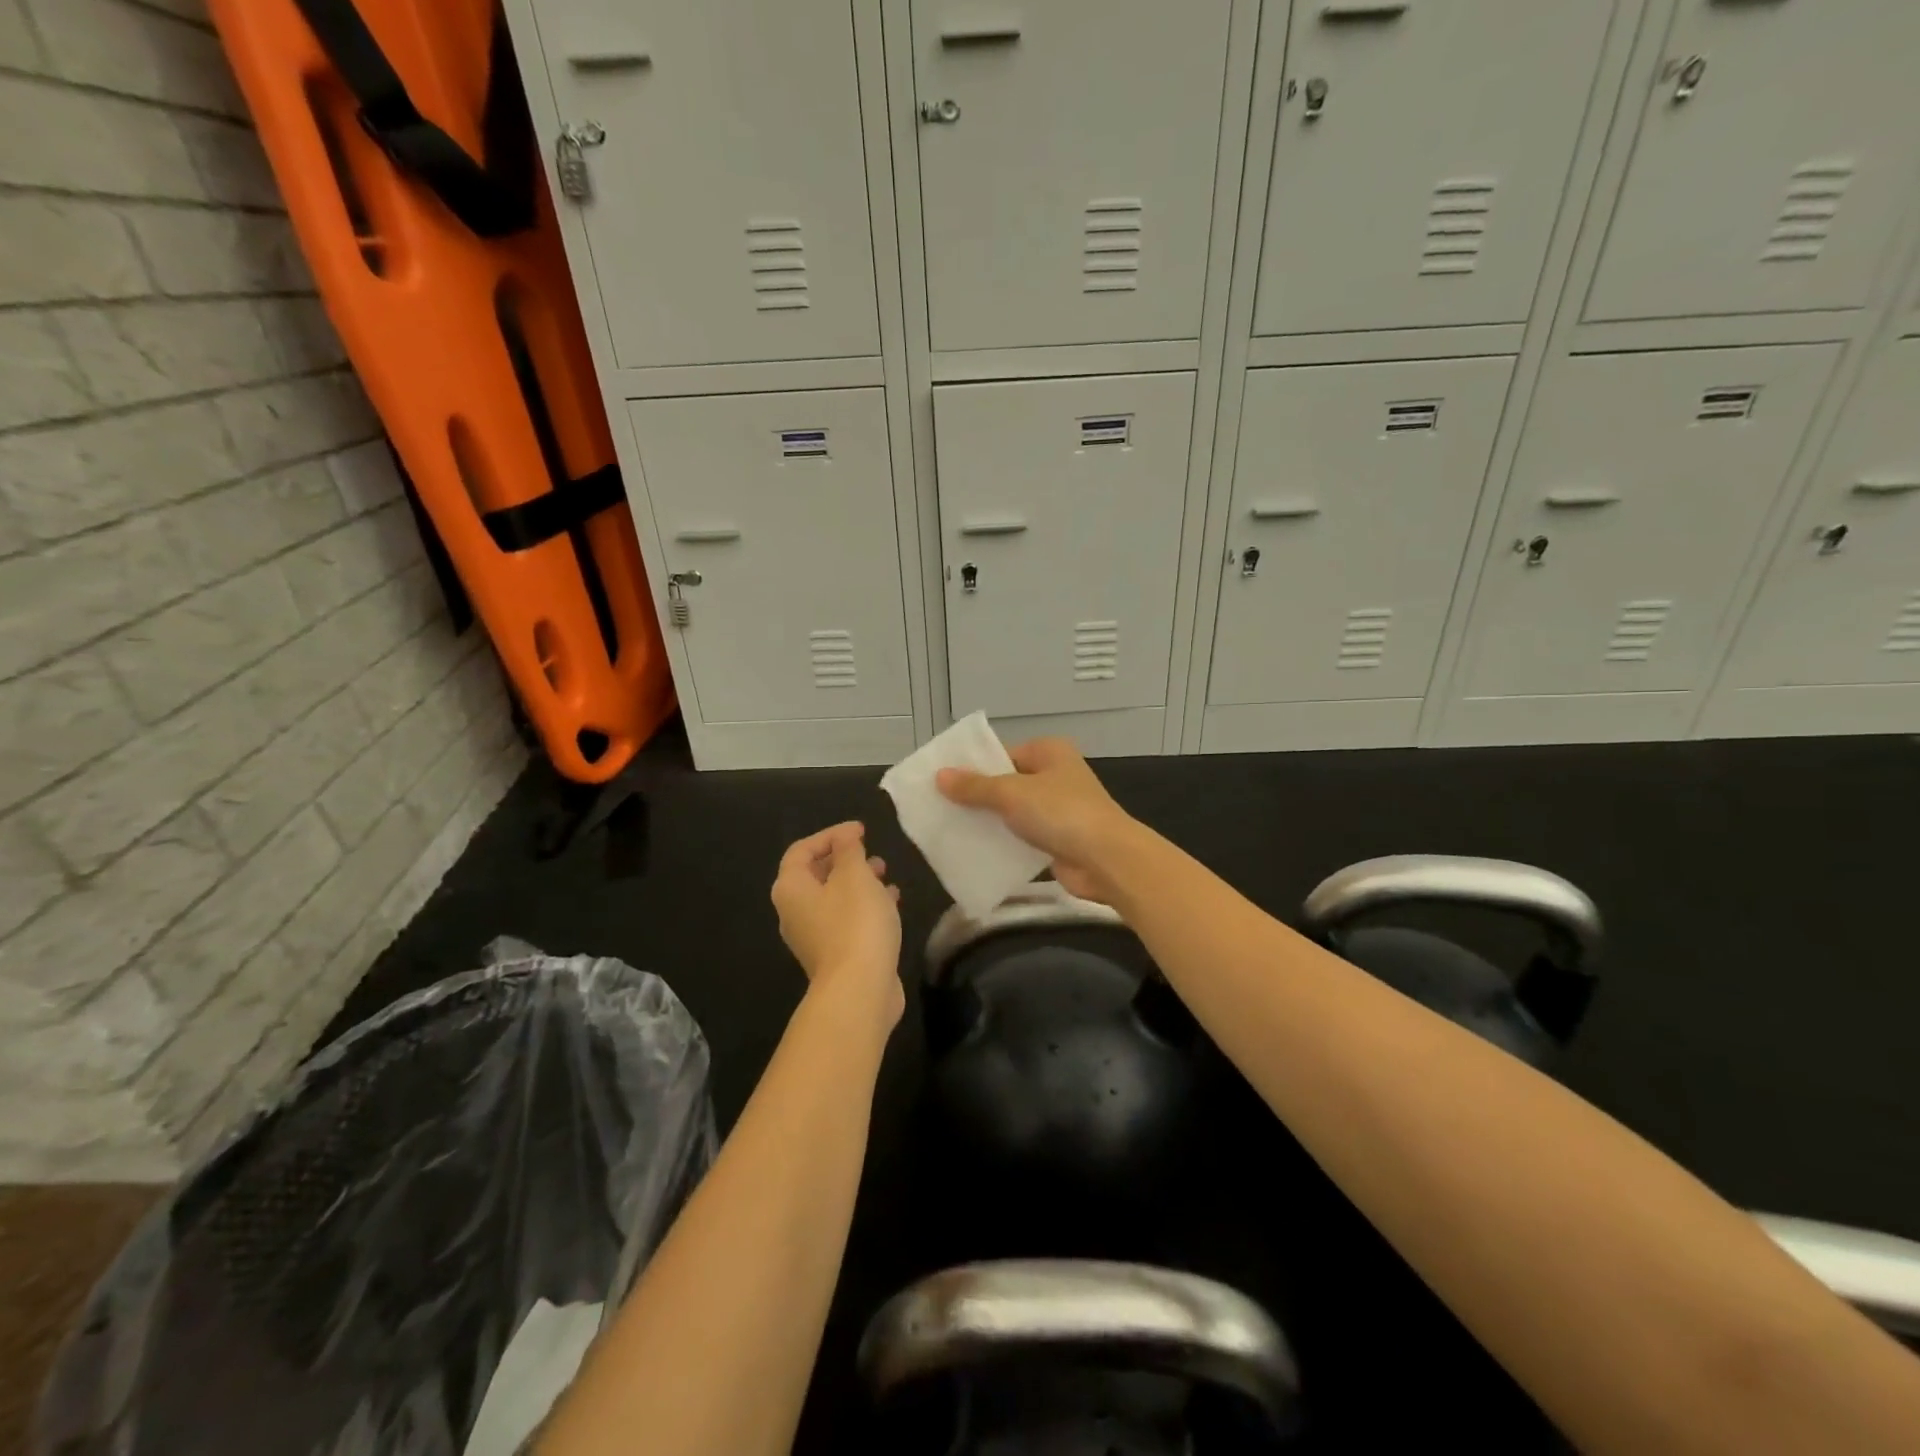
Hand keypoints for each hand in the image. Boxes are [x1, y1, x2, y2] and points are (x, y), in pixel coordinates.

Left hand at [771, 822, 903, 1026]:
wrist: (860, 989)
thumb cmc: (855, 923)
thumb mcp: (855, 875)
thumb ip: (849, 850)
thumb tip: (844, 837)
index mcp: (791, 889)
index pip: (801, 850)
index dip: (830, 835)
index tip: (861, 831)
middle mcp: (794, 912)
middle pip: (815, 875)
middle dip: (845, 859)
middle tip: (871, 853)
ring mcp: (813, 937)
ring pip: (834, 898)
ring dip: (858, 882)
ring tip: (885, 873)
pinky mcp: (834, 955)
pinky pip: (846, 919)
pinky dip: (865, 906)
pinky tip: (891, 902)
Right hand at [935, 738, 1139, 904]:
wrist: (1106, 860)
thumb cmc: (1060, 813)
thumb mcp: (1011, 794)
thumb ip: (974, 787)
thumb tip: (939, 776)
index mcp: (1049, 752)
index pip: (1002, 753)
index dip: (973, 767)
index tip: (941, 781)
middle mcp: (1055, 775)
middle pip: (1006, 783)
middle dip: (977, 797)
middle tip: (940, 807)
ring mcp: (1058, 809)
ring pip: (1013, 812)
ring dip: (988, 822)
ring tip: (950, 830)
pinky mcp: (1058, 839)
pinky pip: (1022, 837)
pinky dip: (1003, 843)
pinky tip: (975, 851)